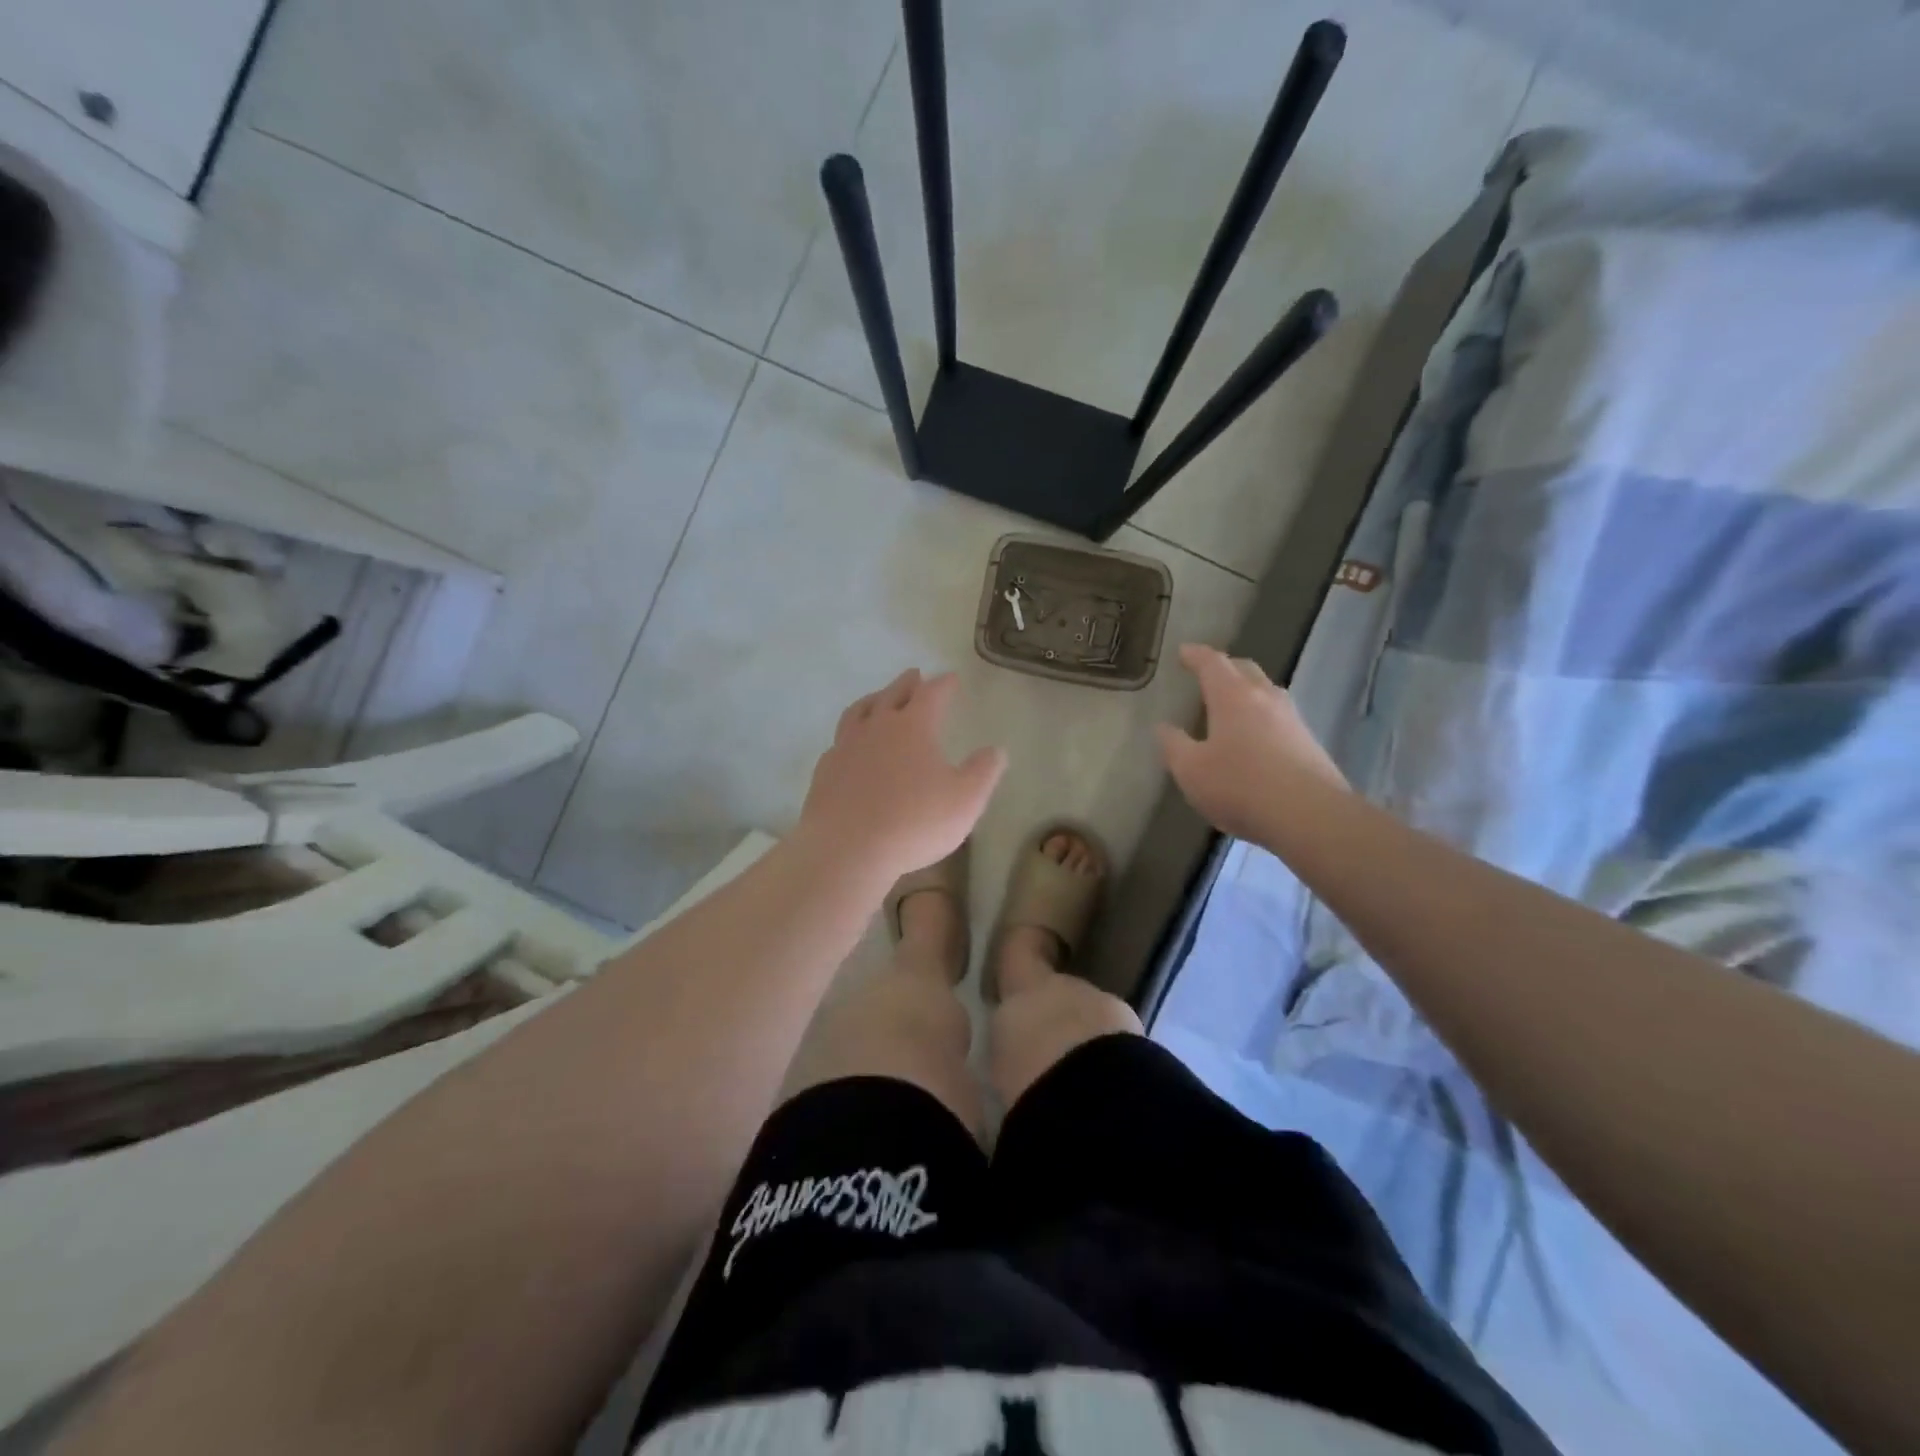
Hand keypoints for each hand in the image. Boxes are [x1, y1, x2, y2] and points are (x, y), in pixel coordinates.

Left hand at [796, 669, 1006, 882]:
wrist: (848, 849)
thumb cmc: (914, 822)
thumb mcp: (965, 800)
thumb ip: (983, 772)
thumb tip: (996, 750)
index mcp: (913, 727)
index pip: (932, 694)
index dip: (943, 684)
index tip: (951, 678)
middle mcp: (877, 727)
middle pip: (892, 694)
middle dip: (907, 683)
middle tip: (914, 675)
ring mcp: (846, 747)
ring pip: (859, 711)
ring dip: (873, 700)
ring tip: (879, 699)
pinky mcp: (825, 771)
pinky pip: (839, 742)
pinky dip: (850, 735)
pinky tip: (852, 745)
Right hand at [1156, 643, 1347, 840]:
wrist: (1309, 816)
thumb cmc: (1240, 786)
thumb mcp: (1190, 771)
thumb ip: (1174, 746)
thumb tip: (1163, 728)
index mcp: (1232, 696)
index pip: (1212, 663)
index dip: (1195, 655)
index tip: (1183, 652)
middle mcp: (1265, 698)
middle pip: (1245, 669)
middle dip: (1225, 667)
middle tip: (1208, 674)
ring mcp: (1292, 719)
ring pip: (1267, 692)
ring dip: (1248, 691)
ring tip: (1232, 704)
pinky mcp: (1309, 743)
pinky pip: (1280, 718)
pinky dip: (1263, 717)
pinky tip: (1256, 738)